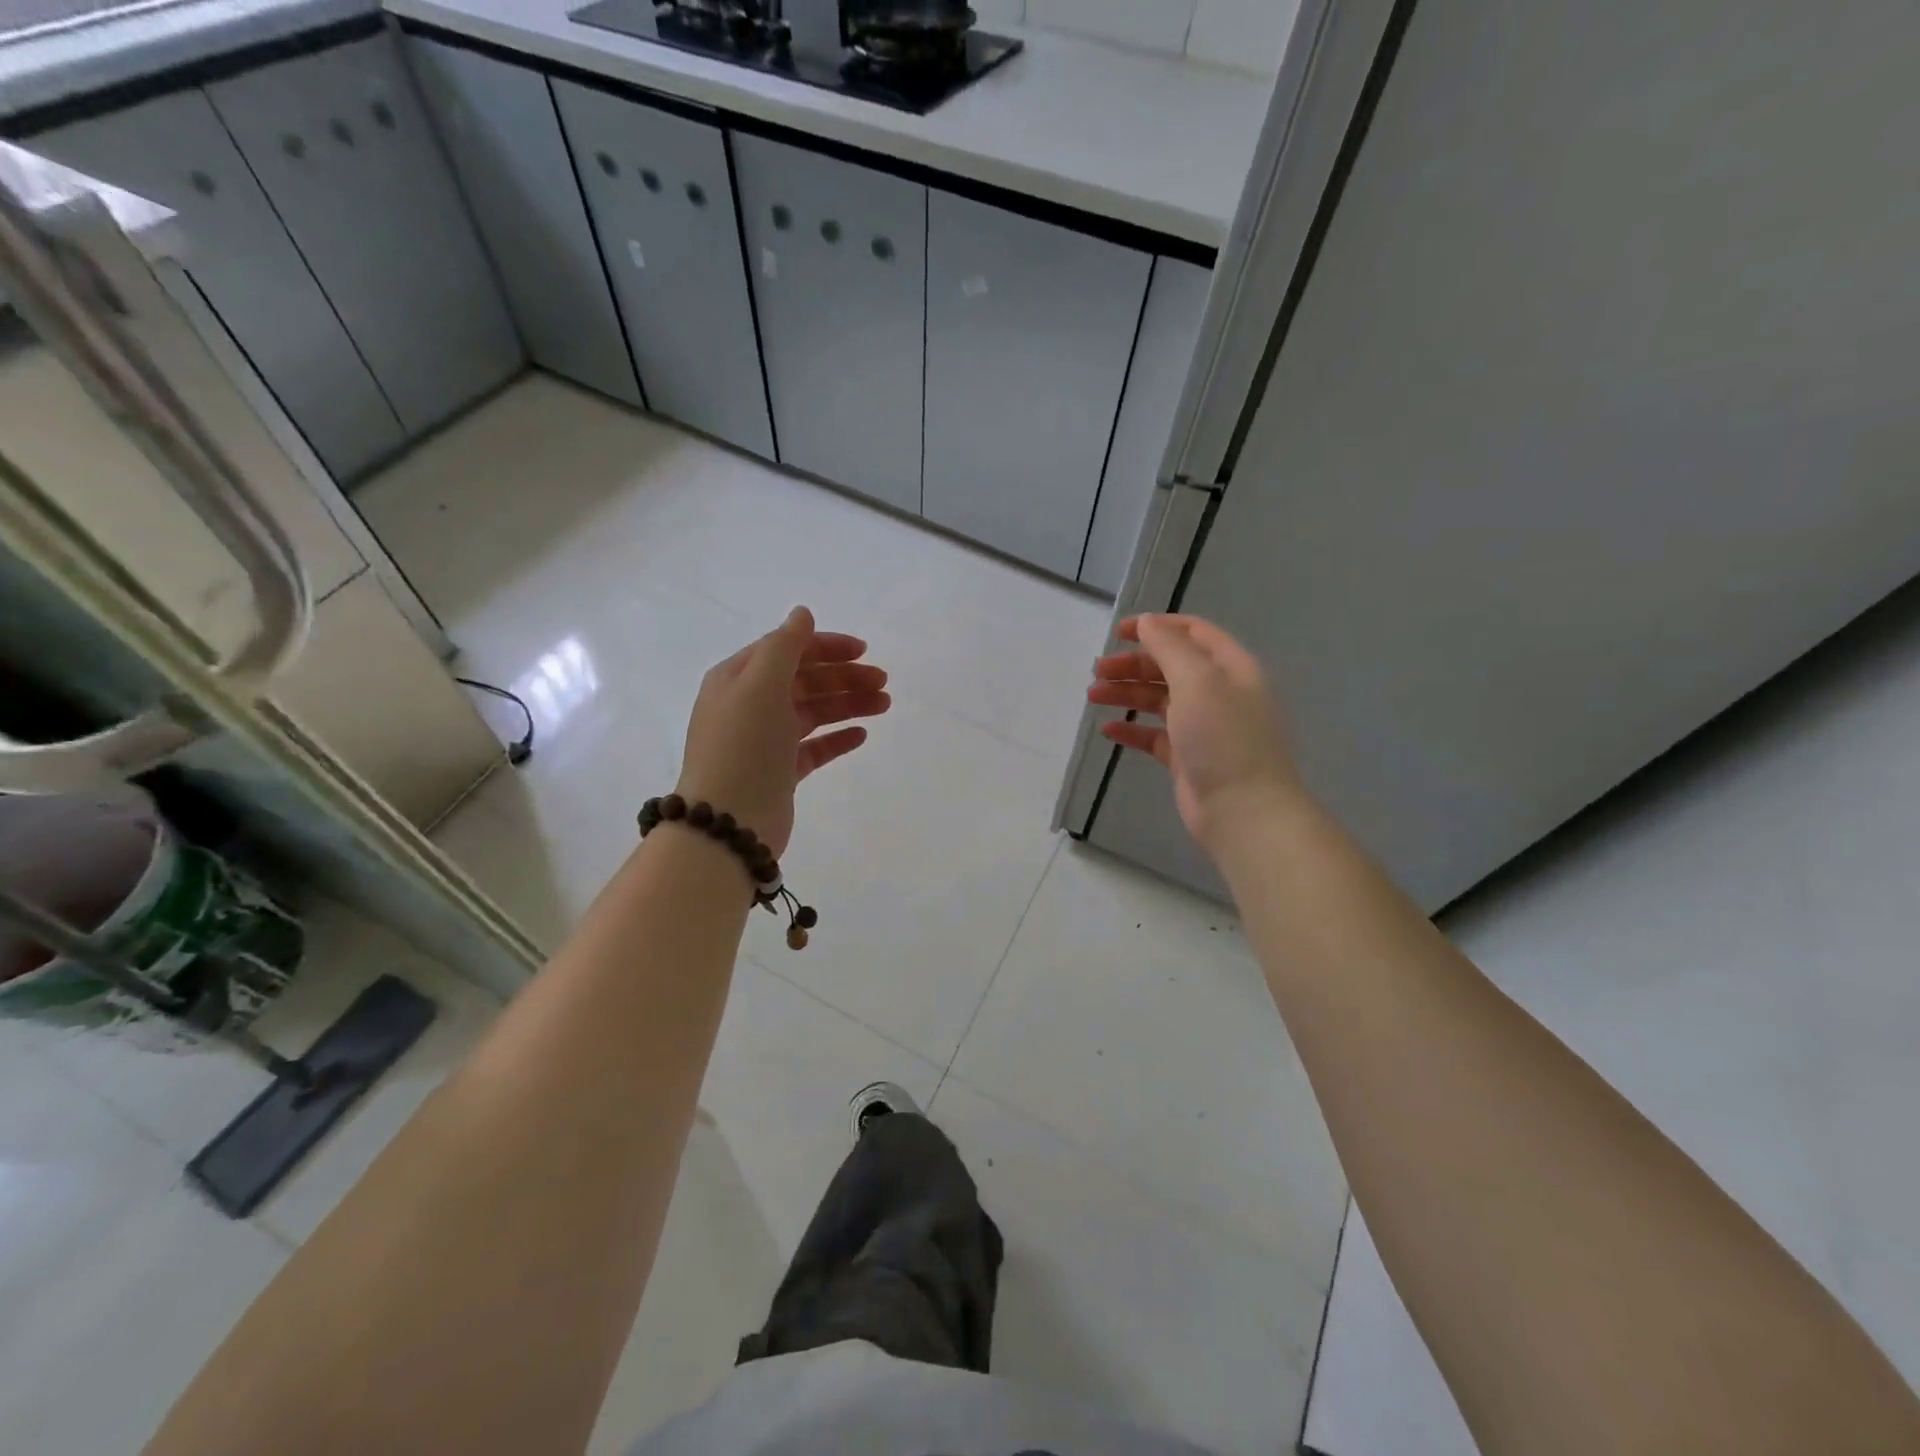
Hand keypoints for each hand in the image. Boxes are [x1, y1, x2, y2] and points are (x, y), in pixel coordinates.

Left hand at [675, 607, 890, 857]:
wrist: (728, 823)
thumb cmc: (744, 746)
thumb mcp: (761, 685)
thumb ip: (785, 646)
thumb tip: (802, 614)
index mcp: (738, 679)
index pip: (787, 650)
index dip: (826, 646)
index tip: (864, 651)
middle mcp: (749, 705)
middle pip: (804, 680)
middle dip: (844, 677)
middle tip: (883, 682)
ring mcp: (765, 740)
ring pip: (813, 712)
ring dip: (847, 703)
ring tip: (884, 704)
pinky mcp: (780, 772)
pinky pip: (813, 747)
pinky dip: (837, 737)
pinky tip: (861, 734)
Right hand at [1089, 614, 1301, 851]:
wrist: (1243, 810)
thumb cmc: (1223, 738)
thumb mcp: (1198, 680)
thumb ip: (1170, 647)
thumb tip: (1148, 623)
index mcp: (1230, 668)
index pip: (1192, 633)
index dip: (1157, 626)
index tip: (1119, 632)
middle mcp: (1218, 692)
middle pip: (1170, 665)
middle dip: (1133, 663)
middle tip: (1098, 671)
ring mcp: (1202, 727)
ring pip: (1158, 699)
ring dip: (1126, 693)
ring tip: (1093, 696)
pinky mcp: (1186, 757)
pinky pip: (1154, 735)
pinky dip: (1131, 729)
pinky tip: (1108, 730)